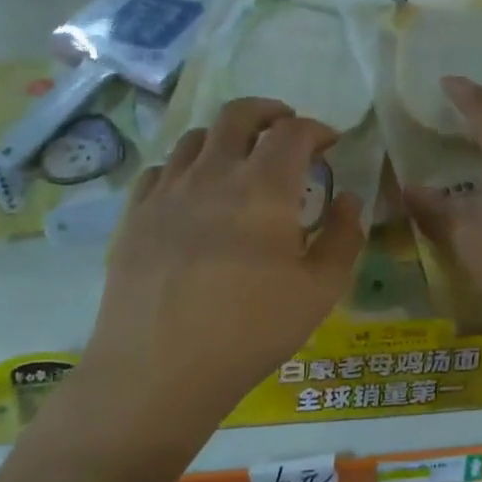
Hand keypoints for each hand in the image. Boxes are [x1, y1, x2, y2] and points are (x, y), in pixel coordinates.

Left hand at [80, 98, 364, 426]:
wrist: (158, 370)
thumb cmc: (249, 331)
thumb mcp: (319, 292)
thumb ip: (342, 238)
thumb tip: (347, 199)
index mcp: (262, 187)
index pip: (293, 132)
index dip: (316, 128)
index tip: (329, 143)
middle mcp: (212, 173)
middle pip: (238, 115)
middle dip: (268, 111)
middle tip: (285, 127)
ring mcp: (166, 191)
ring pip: (196, 137)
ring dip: (225, 137)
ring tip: (238, 159)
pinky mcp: (134, 215)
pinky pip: (161, 169)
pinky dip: (186, 167)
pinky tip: (192, 192)